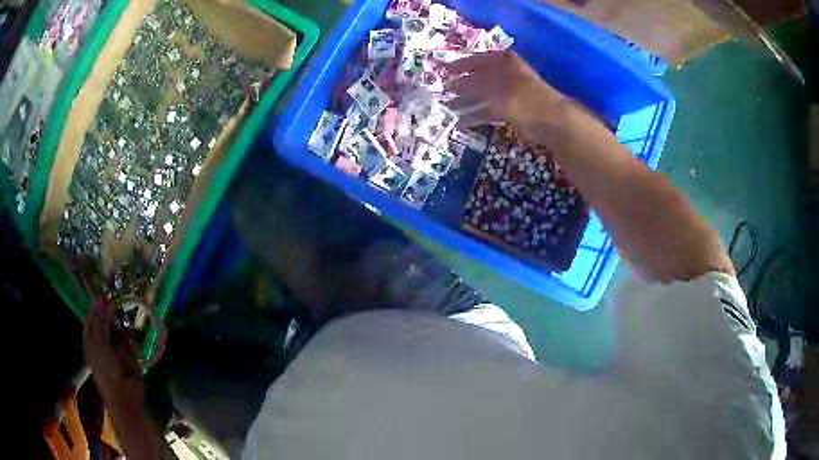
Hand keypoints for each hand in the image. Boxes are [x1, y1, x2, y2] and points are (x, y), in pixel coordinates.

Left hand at [84, 300, 142, 400]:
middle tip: (118, 308)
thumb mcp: (98, 343)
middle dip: (112, 315)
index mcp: (91, 340)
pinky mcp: (130, 357)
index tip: (106, 295)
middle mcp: (102, 342)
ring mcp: (117, 350)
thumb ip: (98, 321)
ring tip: (126, 321)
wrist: (125, 397)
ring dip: (123, 326)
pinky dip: (134, 338)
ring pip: (119, 330)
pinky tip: (135, 336)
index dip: (97, 306)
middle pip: (106, 322)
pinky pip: (131, 341)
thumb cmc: (107, 370)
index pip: (92, 317)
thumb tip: (99, 299)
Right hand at [444, 51, 569, 144]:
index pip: (476, 60)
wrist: (550, 120)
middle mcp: (505, 74)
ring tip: (448, 108)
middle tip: (443, 91)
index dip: (459, 66)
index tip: (442, 72)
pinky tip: (461, 121)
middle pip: (478, 78)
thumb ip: (472, 85)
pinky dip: (476, 115)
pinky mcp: (511, 110)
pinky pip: (489, 110)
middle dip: (461, 85)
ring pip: (482, 95)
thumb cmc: (522, 97)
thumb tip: (452, 84)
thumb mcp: (494, 88)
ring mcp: (508, 92)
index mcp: (503, 62)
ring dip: (466, 101)